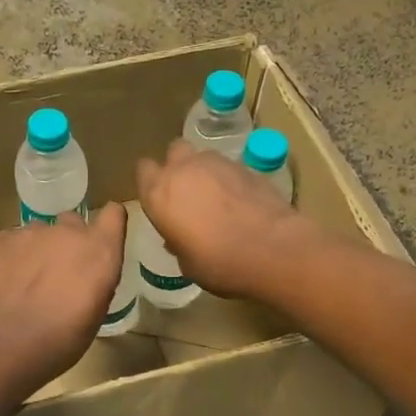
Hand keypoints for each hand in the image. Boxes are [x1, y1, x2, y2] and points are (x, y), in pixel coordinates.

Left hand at [0, 204, 127, 388]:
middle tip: (58, 272)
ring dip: (36, 251)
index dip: (108, 224)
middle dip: (68, 241)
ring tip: (24, 282)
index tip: (101, 238)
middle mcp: (68, 232)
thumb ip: (95, 281)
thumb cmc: (61, 339)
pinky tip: (2, 285)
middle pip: (72, 222)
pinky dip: (9, 258)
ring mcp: (30, 232)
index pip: (114, 215)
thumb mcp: (95, 314)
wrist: (4, 343)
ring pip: (38, 233)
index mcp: (100, 250)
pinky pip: (9, 242)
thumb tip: (86, 274)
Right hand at [135, 141, 317, 298]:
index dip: (151, 181)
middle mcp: (184, 169)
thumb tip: (178, 238)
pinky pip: (230, 168)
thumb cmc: (219, 263)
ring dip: (206, 172)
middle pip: (174, 151)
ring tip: (218, 199)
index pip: (144, 170)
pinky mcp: (247, 166)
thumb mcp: (187, 263)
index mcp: (160, 193)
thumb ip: (178, 242)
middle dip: (178, 166)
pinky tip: (241, 202)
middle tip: (188, 193)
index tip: (160, 199)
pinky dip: (231, 180)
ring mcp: (218, 163)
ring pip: (203, 157)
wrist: (272, 249)